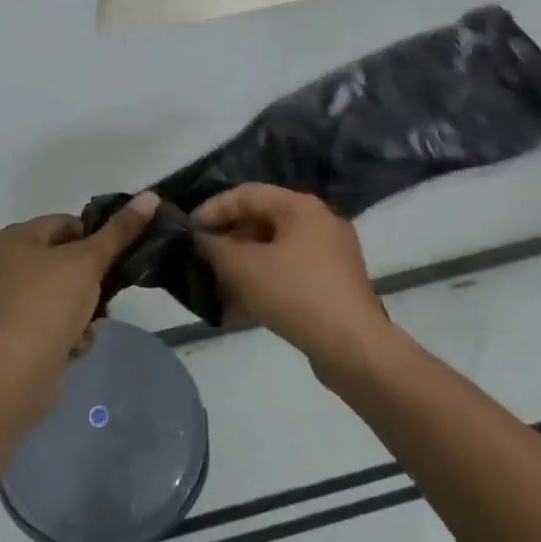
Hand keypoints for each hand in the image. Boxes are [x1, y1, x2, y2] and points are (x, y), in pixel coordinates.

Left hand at [0, 193, 159, 407]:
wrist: (18, 370)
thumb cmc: (50, 301)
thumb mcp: (90, 260)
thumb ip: (120, 230)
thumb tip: (150, 195)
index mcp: (16, 237)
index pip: (68, 224)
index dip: (95, 240)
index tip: (114, 260)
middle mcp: (7, 264)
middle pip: (67, 261)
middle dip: (92, 281)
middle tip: (108, 294)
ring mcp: (10, 301)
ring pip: (64, 295)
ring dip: (85, 310)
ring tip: (91, 324)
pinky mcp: (17, 334)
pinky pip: (54, 323)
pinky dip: (69, 332)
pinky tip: (74, 345)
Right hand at [191, 185, 391, 377]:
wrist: (352, 347)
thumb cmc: (295, 293)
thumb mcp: (243, 267)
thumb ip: (214, 248)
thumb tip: (199, 239)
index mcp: (301, 207)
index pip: (247, 194)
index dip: (213, 209)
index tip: (188, 230)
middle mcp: (319, 224)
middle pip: (261, 222)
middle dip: (227, 241)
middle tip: (198, 258)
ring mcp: (330, 257)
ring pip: (273, 252)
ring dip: (241, 266)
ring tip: (212, 286)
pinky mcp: (332, 287)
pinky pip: (288, 276)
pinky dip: (262, 285)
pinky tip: (236, 309)